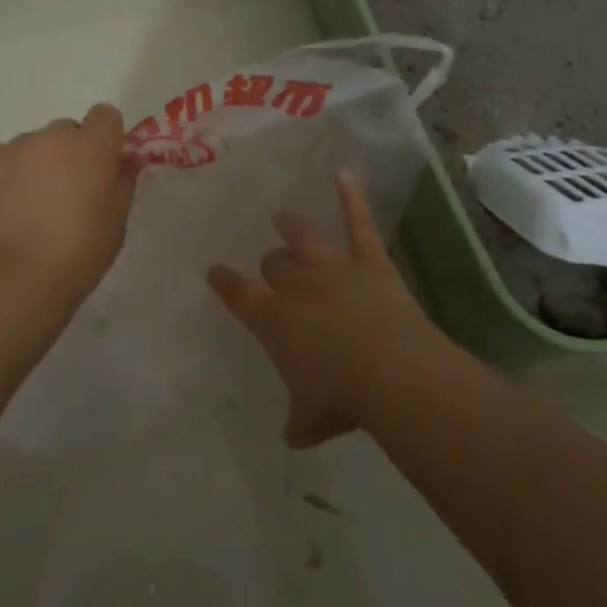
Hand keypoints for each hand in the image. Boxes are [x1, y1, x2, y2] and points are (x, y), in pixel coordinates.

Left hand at [0, 103, 142, 305]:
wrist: (19, 277)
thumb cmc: (80, 252)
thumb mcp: (117, 219)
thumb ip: (123, 180)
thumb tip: (126, 159)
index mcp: (92, 146)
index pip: (105, 115)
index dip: (105, 137)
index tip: (102, 164)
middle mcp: (52, 137)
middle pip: (66, 131)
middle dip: (70, 153)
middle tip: (66, 192)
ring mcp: (14, 148)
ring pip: (32, 145)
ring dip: (37, 164)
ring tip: (30, 206)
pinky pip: (0, 157)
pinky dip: (5, 173)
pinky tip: (6, 205)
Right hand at [207, 172, 437, 447]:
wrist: (391, 373)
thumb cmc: (342, 398)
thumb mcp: (311, 419)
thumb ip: (298, 421)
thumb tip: (292, 435)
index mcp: (273, 319)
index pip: (238, 292)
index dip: (224, 280)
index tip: (215, 271)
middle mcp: (295, 285)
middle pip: (274, 263)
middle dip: (270, 264)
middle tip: (271, 267)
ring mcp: (331, 267)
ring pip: (302, 236)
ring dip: (292, 225)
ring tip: (284, 218)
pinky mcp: (368, 259)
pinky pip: (358, 222)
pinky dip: (351, 195)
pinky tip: (344, 171)